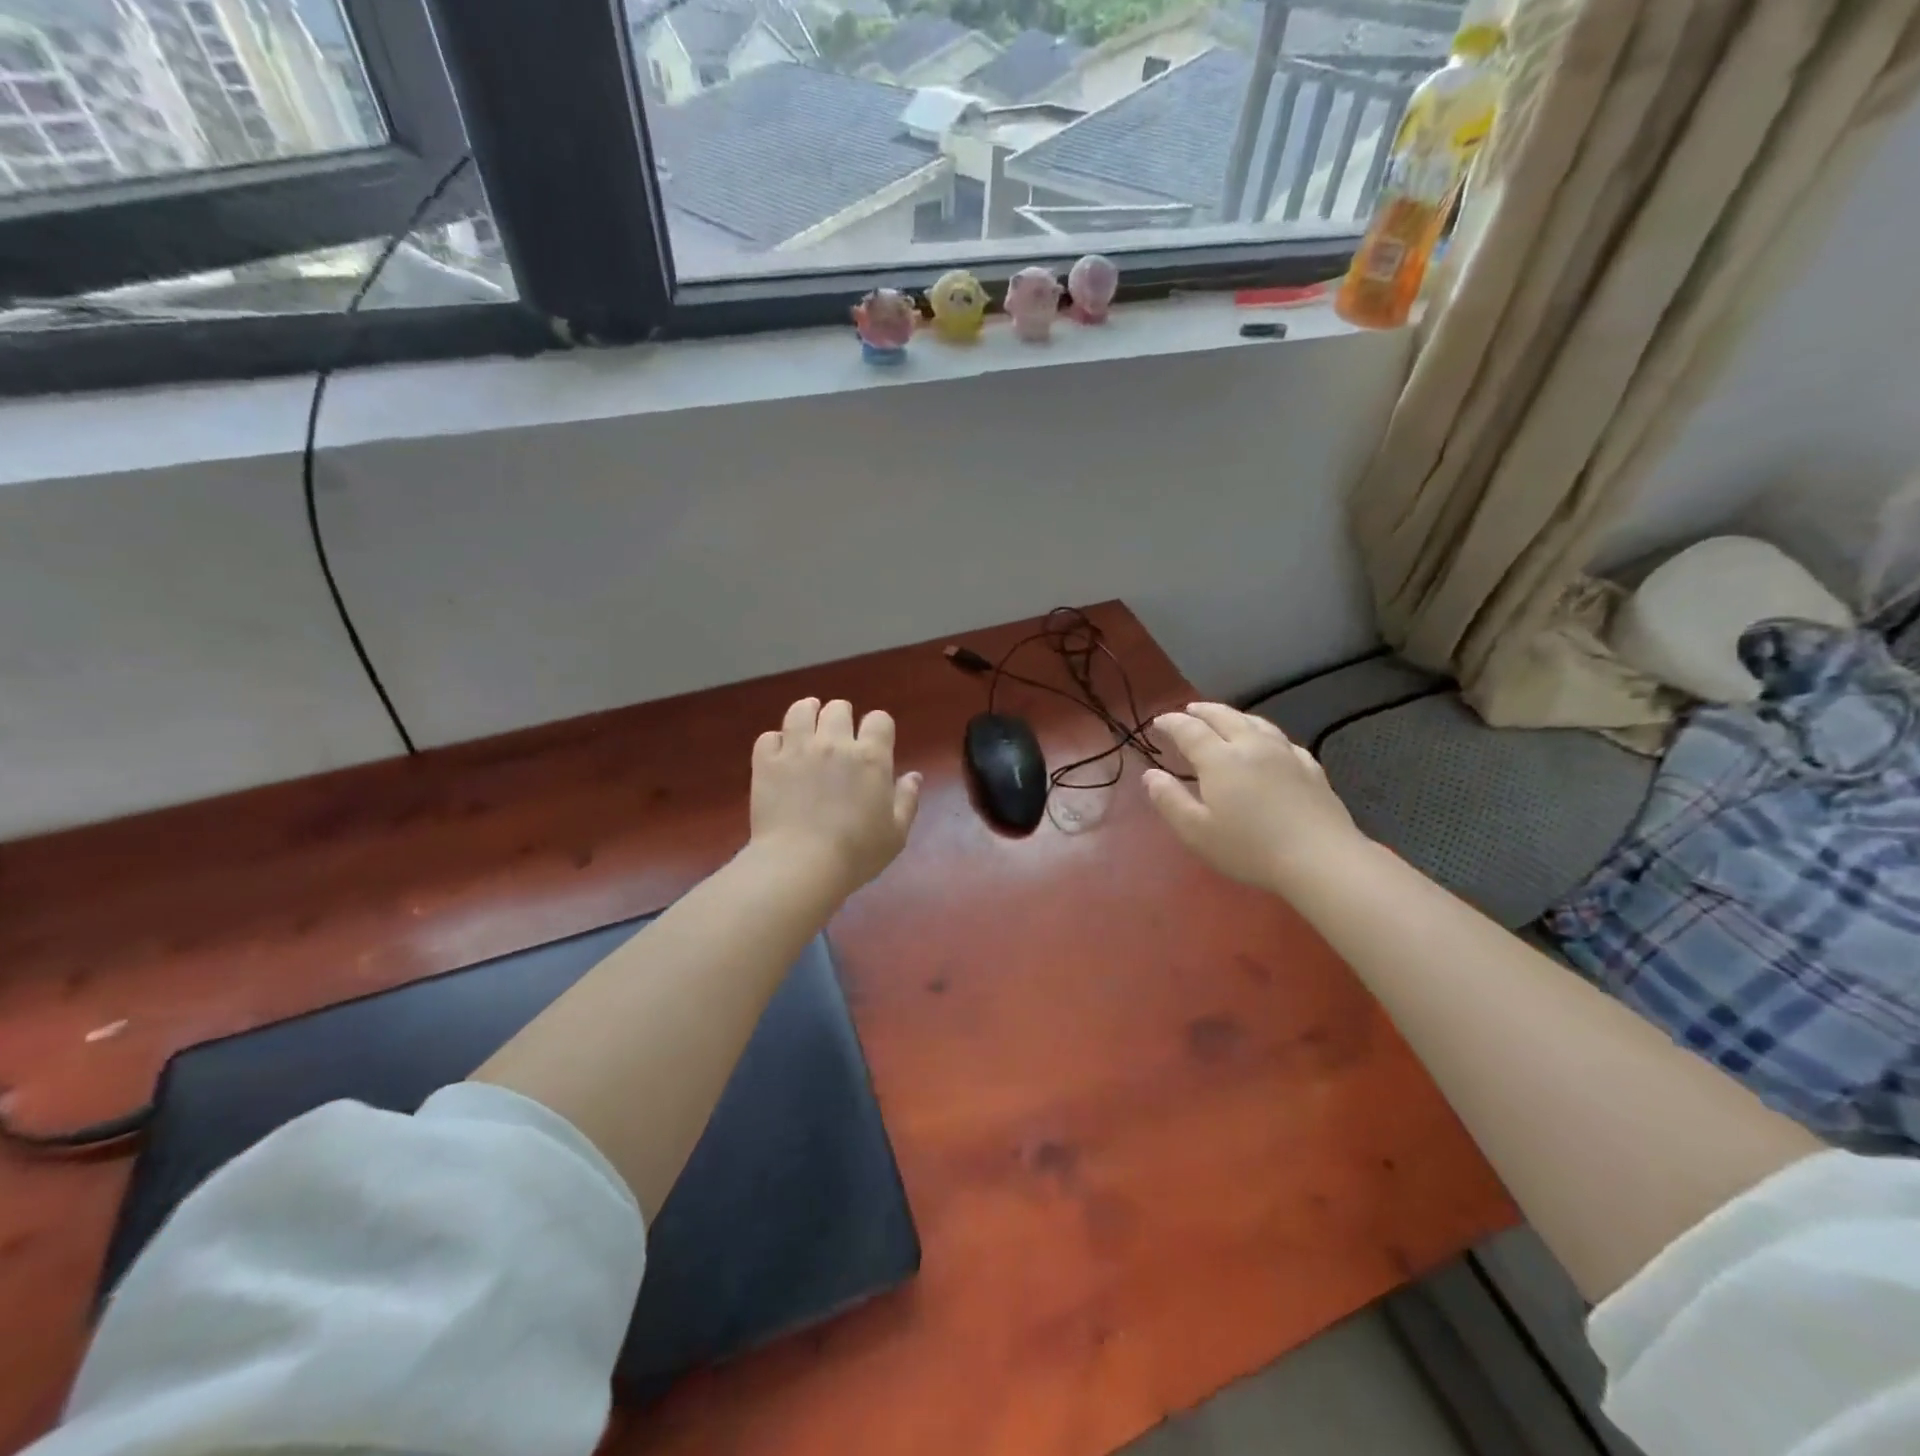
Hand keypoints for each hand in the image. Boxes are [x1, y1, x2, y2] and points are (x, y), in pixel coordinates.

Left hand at [750, 698, 920, 895]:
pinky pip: (768, 737)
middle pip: (838, 708)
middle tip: (839, 734)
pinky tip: (779, 753)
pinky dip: (775, 741)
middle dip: (842, 716)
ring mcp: (797, 749)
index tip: (875, 740)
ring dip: (807, 713)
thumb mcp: (896, 833)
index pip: (879, 719)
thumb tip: (914, 776)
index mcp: (870, 757)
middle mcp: (834, 743)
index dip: (878, 726)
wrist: (801, 865)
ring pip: (800, 710)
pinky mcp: (767, 763)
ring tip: (808, 725)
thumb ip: (907, 799)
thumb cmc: (857, 853)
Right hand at [1144, 703, 1361, 891]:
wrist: (1321, 859)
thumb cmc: (1249, 848)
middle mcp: (1252, 746)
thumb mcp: (1196, 831)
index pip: (1190, 730)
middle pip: (1224, 717)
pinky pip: (1282, 740)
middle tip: (1188, 710)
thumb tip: (1150, 775)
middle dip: (1202, 711)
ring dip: (1234, 716)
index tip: (1158, 722)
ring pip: (1256, 722)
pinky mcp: (1310, 768)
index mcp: (1220, 759)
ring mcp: (1285, 754)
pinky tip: (1268, 743)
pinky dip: (1265, 733)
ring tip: (1224, 718)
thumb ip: (1169, 800)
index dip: (1171, 723)